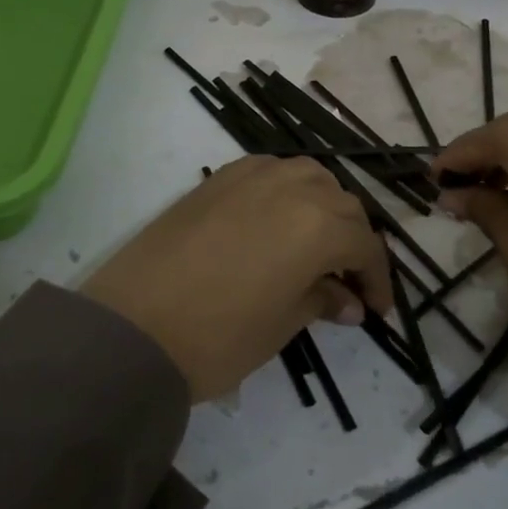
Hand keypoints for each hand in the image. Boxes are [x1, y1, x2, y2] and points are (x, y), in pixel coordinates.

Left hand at [82, 157, 394, 402]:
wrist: (130, 327)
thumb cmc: (216, 336)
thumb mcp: (281, 325)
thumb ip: (321, 301)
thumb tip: (348, 301)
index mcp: (317, 224)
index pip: (364, 245)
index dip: (377, 278)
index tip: (376, 309)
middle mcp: (291, 186)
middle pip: (342, 204)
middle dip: (354, 241)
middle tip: (349, 280)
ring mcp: (251, 175)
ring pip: (309, 177)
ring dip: (324, 207)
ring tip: (317, 243)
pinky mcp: (217, 179)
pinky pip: (270, 172)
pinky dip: (287, 191)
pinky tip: (279, 219)